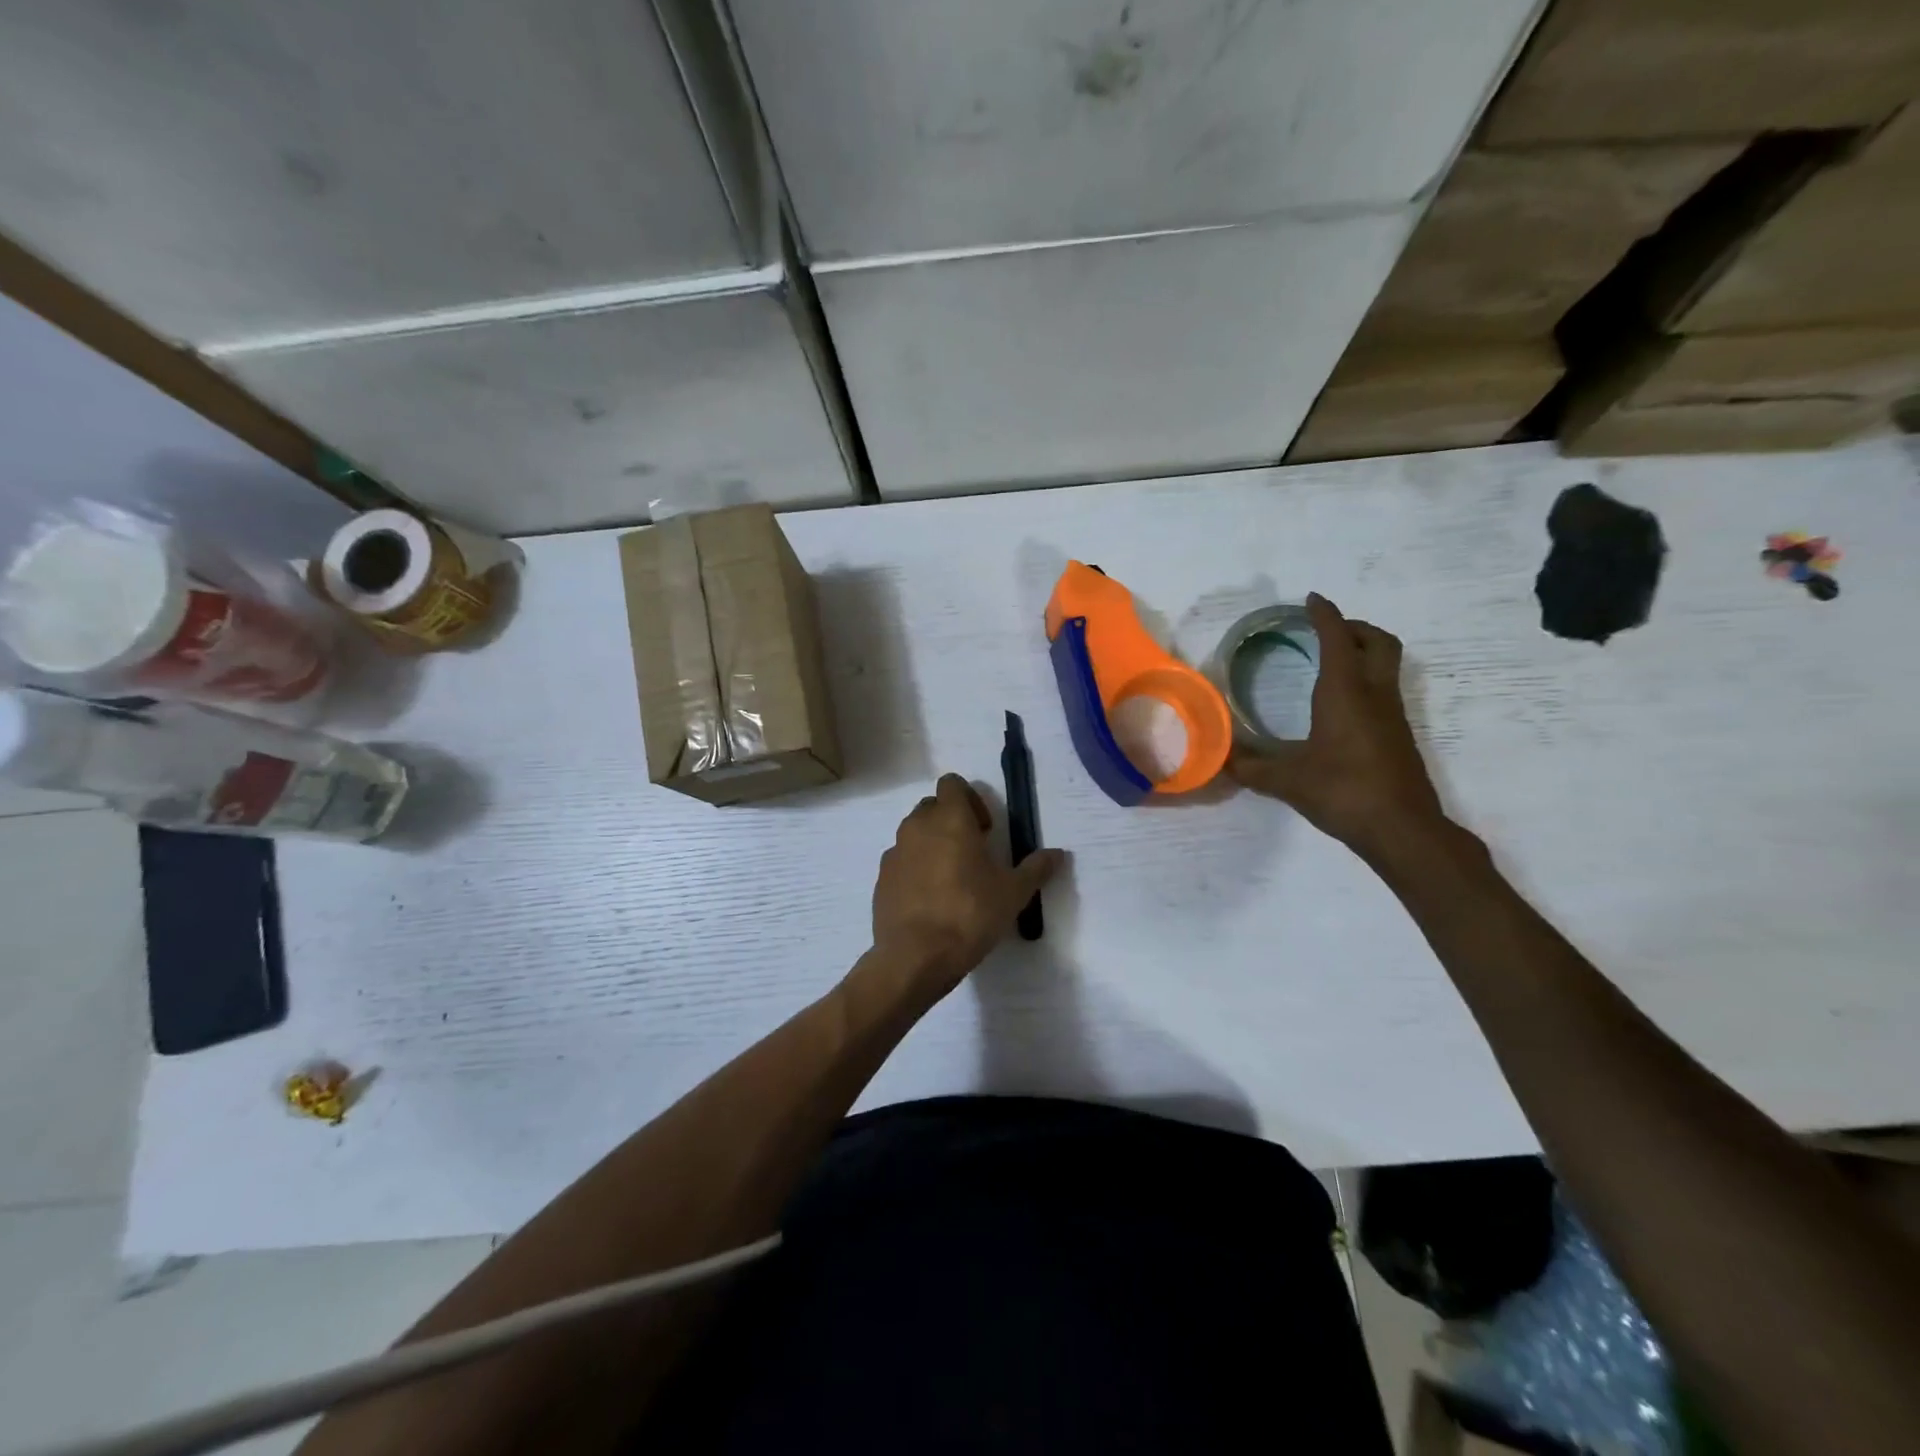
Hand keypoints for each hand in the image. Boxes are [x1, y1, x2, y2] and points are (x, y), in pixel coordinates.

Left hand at [870, 773, 1064, 998]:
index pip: (952, 783)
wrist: (915, 957)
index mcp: (949, 819)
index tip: (985, 830)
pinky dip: (915, 868)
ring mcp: (895, 852)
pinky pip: (901, 860)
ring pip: (914, 833)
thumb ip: (1035, 868)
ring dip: (932, 843)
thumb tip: (1058, 854)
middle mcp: (917, 826)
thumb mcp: (1013, 893)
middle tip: (973, 852)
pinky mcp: (881, 879)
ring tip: (952, 877)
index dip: (971, 799)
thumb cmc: (969, 914)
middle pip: (932, 806)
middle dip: (951, 820)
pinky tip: (930, 899)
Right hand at [1229, 593, 1444, 857]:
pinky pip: (1384, 690)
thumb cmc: (1343, 791)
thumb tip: (1220, 759)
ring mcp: (1393, 715)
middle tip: (1327, 630)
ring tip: (1332, 661)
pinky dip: (1366, 680)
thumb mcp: (1287, 781)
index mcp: (1345, 693)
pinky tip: (1341, 705)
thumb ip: (1251, 768)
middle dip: (1354, 627)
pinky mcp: (1398, 736)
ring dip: (1364, 652)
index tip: (1312, 600)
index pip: (1338, 639)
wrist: (1402, 828)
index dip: (1325, 616)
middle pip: (1378, 642)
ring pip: (1386, 665)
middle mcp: (1374, 694)